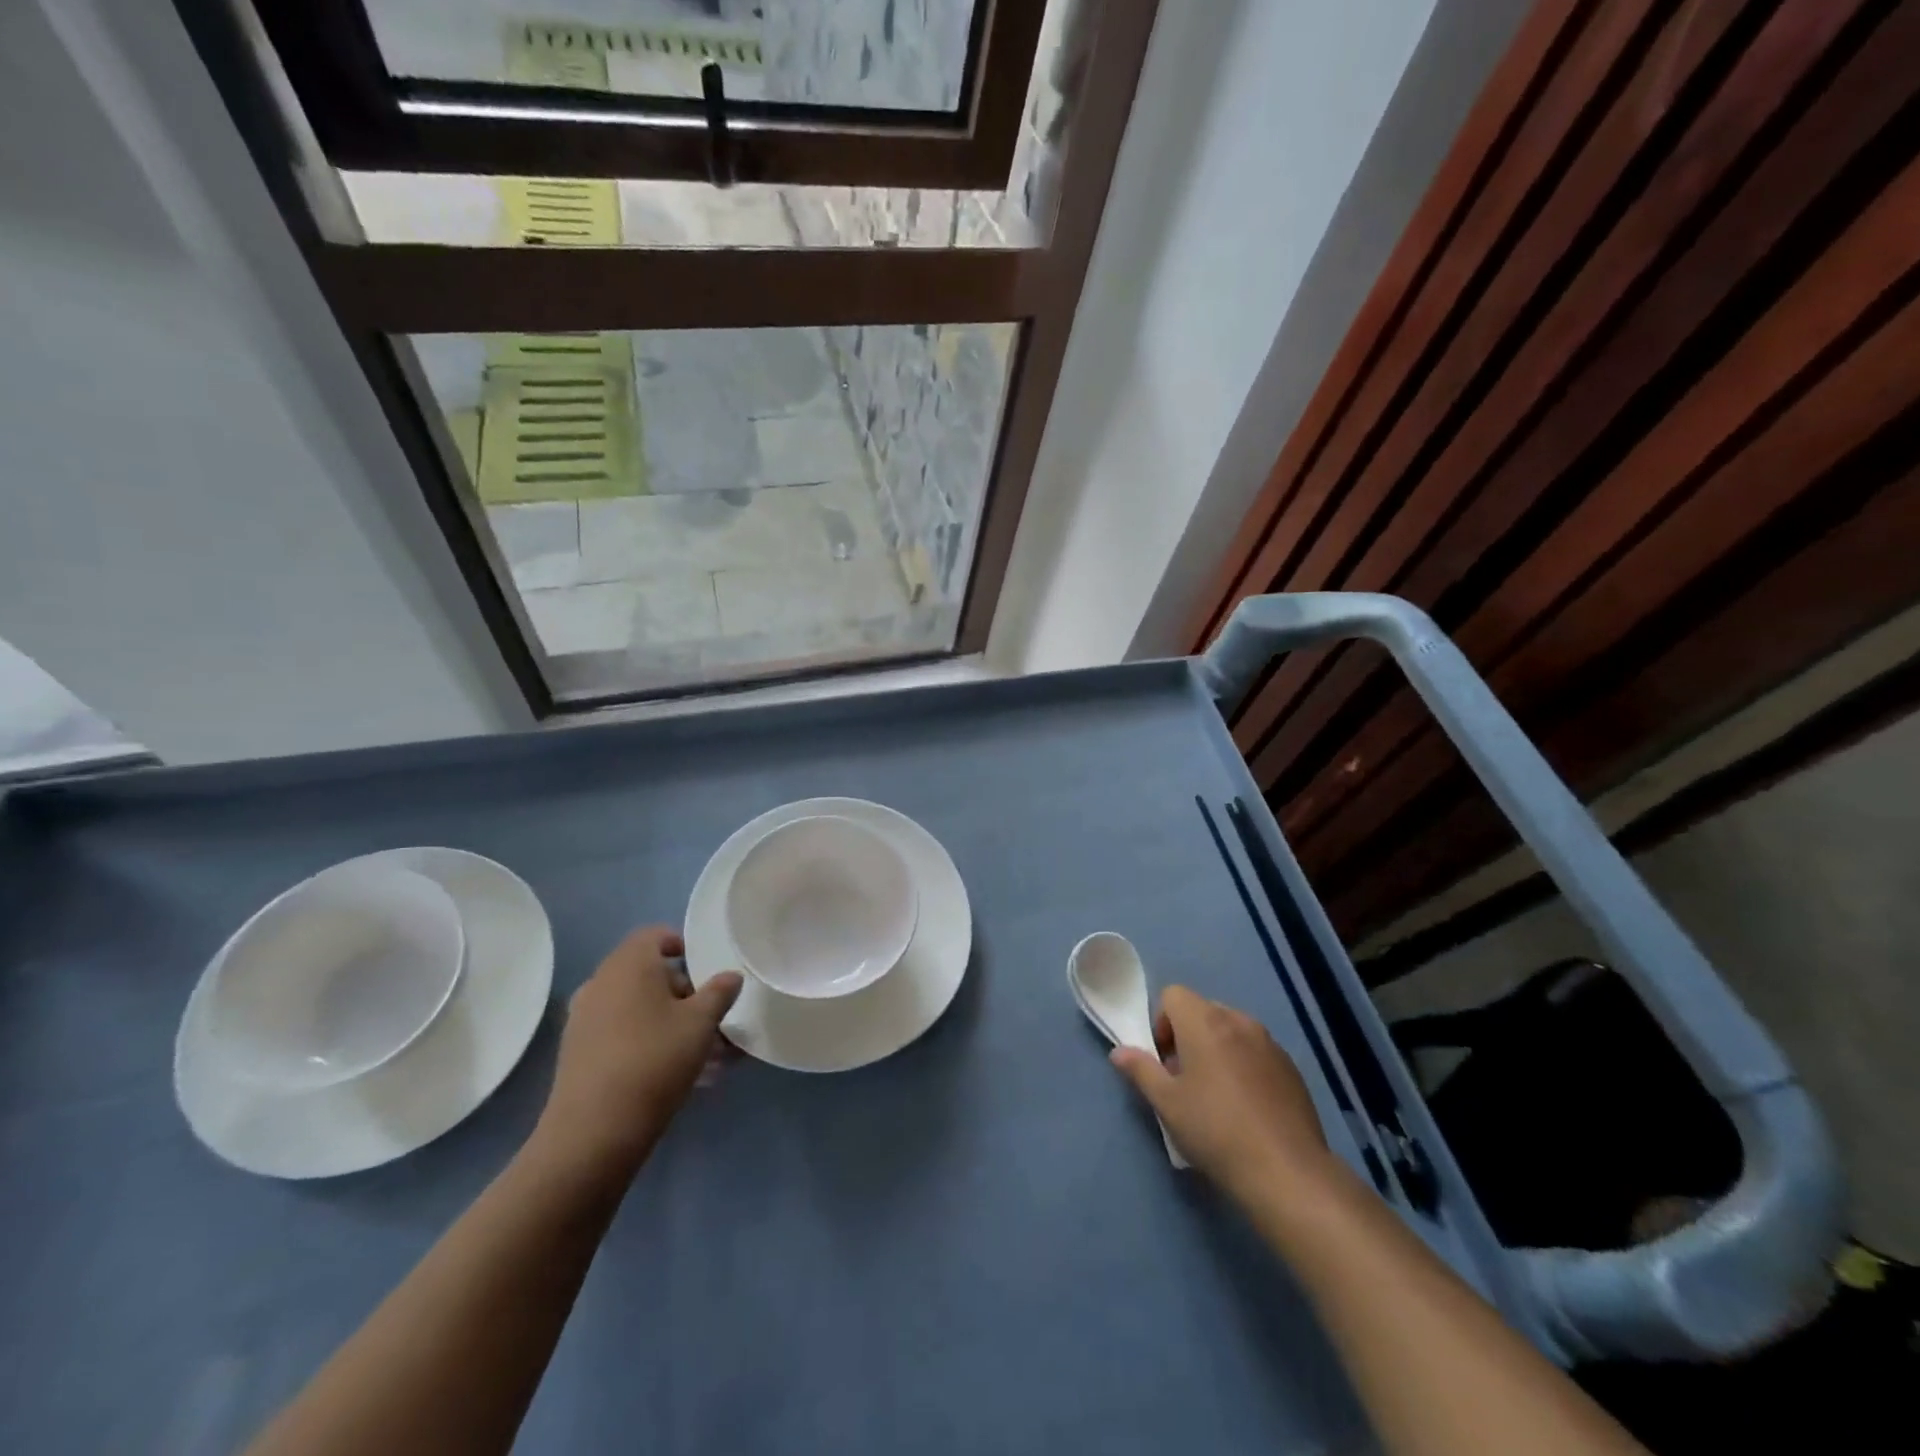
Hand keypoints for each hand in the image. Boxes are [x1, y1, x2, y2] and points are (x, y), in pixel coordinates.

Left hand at [533, 927, 742, 1177]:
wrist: (594, 1131)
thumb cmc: (654, 1059)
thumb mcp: (701, 1023)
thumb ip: (719, 992)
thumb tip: (730, 976)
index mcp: (629, 964)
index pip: (654, 935)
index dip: (681, 945)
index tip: (706, 968)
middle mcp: (601, 983)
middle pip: (647, 973)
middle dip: (682, 991)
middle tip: (711, 1016)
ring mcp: (584, 1019)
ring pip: (636, 1007)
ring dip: (668, 1020)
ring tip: (704, 1052)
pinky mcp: (578, 1053)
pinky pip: (621, 1032)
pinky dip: (647, 1040)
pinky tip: (675, 1072)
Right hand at [1110, 985, 1336, 1202]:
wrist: (1287, 1172)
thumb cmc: (1215, 1130)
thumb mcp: (1167, 1104)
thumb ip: (1141, 1070)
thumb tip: (1119, 1052)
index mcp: (1205, 1022)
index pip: (1173, 995)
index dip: (1161, 1023)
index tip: (1165, 1061)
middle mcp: (1238, 1021)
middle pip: (1202, 1010)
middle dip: (1188, 1035)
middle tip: (1185, 1079)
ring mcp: (1269, 1043)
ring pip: (1231, 1030)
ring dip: (1217, 1048)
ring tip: (1217, 1094)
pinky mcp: (1291, 1068)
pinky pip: (1256, 1051)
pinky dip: (1244, 1064)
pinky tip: (1247, 1107)